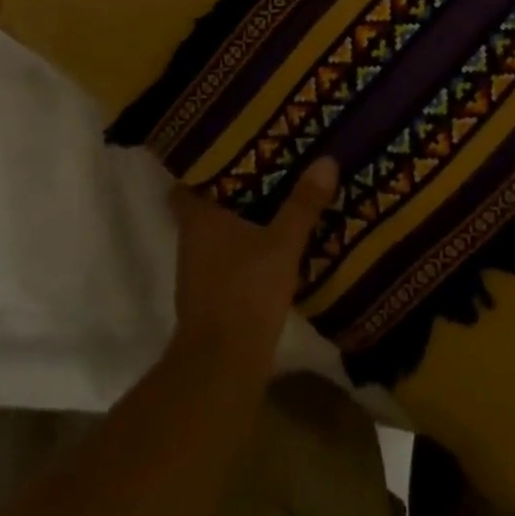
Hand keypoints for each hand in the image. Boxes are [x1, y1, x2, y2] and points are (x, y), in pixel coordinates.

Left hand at [168, 159, 339, 372]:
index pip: (188, 183)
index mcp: (199, 219)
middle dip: (233, 187)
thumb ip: (302, 204)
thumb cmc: (245, 292)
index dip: (204, 165)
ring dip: (241, 217)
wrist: (222, 368)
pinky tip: (273, 241)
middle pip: (207, 205)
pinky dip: (245, 246)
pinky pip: (228, 257)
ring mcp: (199, 272)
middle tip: (265, 164)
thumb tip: (326, 159)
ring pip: (219, 232)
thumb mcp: (282, 244)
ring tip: (275, 196)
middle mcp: (192, 241)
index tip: (229, 147)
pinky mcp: (213, 296)